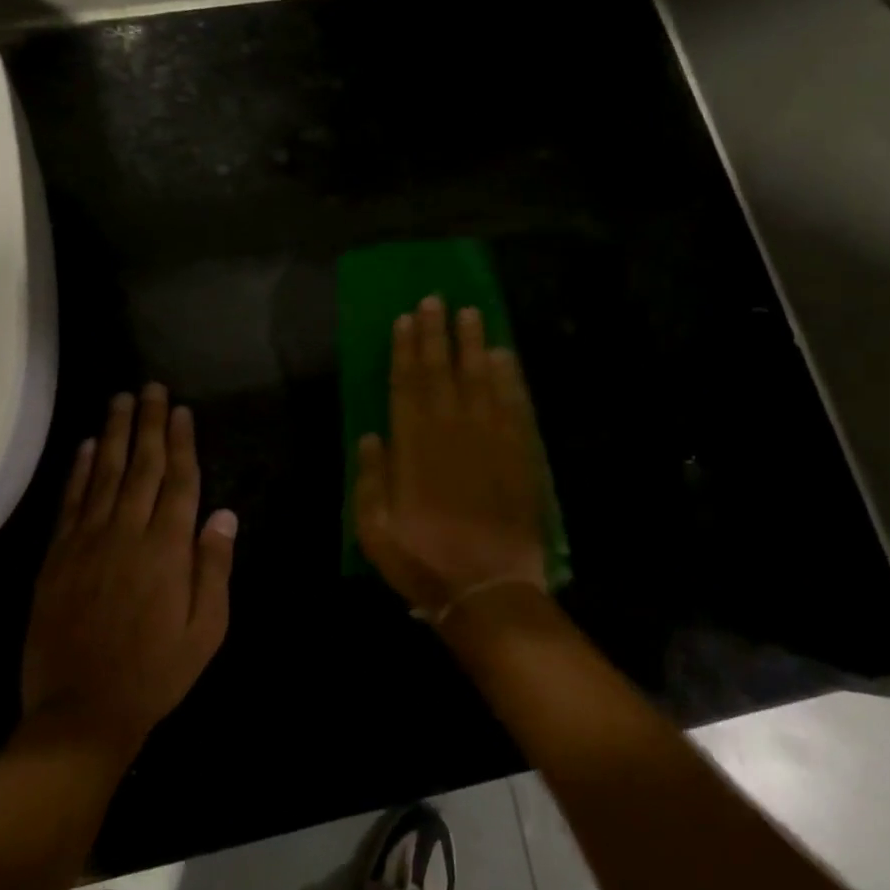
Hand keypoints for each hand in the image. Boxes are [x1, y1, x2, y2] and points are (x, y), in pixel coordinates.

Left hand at [20, 385, 237, 759]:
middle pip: (143, 466)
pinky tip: (86, 446)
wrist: (82, 712)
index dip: (181, 442)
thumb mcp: (207, 628)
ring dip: (114, 434)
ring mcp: (88, 543)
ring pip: (105, 475)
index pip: (179, 481)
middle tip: (150, 388)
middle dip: (148, 424)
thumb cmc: (157, 672)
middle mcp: (128, 534)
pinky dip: (79, 471)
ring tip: (120, 400)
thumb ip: (214, 567)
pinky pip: (71, 503)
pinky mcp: (57, 558)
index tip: (180, 411)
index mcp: (168, 549)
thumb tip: (224, 514)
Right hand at [354, 296, 548, 618]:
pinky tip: (505, 356)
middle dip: (437, 334)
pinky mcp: (519, 454)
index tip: (406, 319)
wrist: (489, 589)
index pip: (407, 385)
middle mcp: (451, 433)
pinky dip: (509, 378)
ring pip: (480, 380)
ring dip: (473, 344)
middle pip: (442, 372)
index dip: (405, 349)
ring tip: (471, 313)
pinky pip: (514, 405)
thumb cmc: (425, 562)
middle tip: (437, 300)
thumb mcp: (375, 532)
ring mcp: (489, 440)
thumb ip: (371, 480)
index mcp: (414, 449)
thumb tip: (371, 435)